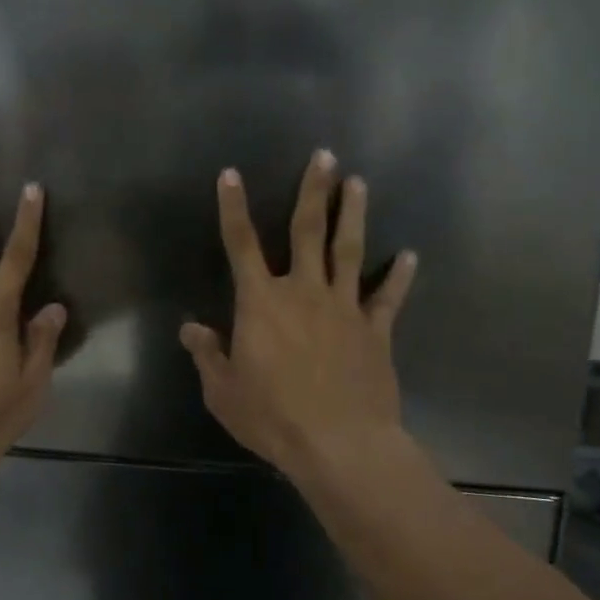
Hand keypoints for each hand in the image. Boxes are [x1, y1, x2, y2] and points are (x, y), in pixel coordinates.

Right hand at [180, 151, 417, 480]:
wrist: (339, 443)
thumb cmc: (273, 417)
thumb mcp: (223, 391)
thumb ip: (208, 355)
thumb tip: (190, 329)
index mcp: (261, 303)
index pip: (241, 244)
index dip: (233, 208)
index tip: (231, 174)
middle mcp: (303, 292)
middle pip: (307, 231)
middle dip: (313, 190)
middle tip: (325, 156)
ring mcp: (344, 308)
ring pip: (349, 250)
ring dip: (353, 214)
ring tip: (359, 183)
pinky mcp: (376, 330)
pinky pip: (388, 297)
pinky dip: (398, 276)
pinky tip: (409, 256)